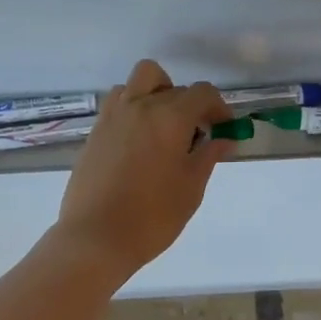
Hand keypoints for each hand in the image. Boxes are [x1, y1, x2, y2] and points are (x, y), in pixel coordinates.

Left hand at [53, 59, 234, 277]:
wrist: (97, 237)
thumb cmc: (153, 215)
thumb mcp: (191, 187)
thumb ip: (209, 156)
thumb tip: (224, 138)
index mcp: (170, 117)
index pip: (202, 93)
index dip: (219, 107)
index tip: (223, 129)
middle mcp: (140, 106)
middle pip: (173, 87)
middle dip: (191, 105)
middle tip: (197, 134)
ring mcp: (113, 116)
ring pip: (139, 82)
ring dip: (158, 94)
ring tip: (164, 128)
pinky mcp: (96, 131)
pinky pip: (119, 102)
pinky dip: (134, 107)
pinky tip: (140, 140)